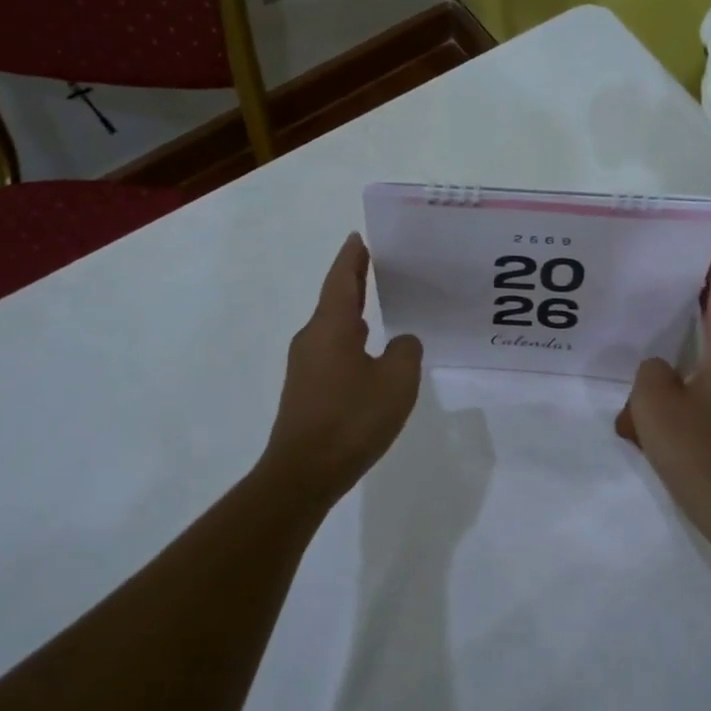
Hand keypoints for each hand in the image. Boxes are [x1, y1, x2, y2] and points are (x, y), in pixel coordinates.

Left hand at [261, 233, 422, 501]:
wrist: (304, 472)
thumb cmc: (351, 419)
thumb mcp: (396, 382)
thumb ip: (406, 352)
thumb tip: (402, 342)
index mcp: (332, 327)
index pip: (342, 279)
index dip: (352, 257)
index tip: (359, 237)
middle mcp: (313, 338)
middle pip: (335, 299)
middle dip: (355, 281)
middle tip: (378, 264)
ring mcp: (305, 365)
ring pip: (334, 328)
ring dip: (354, 312)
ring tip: (381, 305)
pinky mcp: (306, 389)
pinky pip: (332, 352)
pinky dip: (351, 340)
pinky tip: (370, 354)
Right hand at [615, 252, 710, 529]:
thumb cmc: (697, 447)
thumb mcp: (654, 401)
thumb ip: (650, 371)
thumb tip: (662, 370)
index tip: (707, 246)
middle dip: (686, 316)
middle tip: (657, 301)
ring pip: (707, 365)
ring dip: (676, 370)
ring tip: (641, 382)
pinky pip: (710, 393)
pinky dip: (684, 398)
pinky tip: (651, 421)